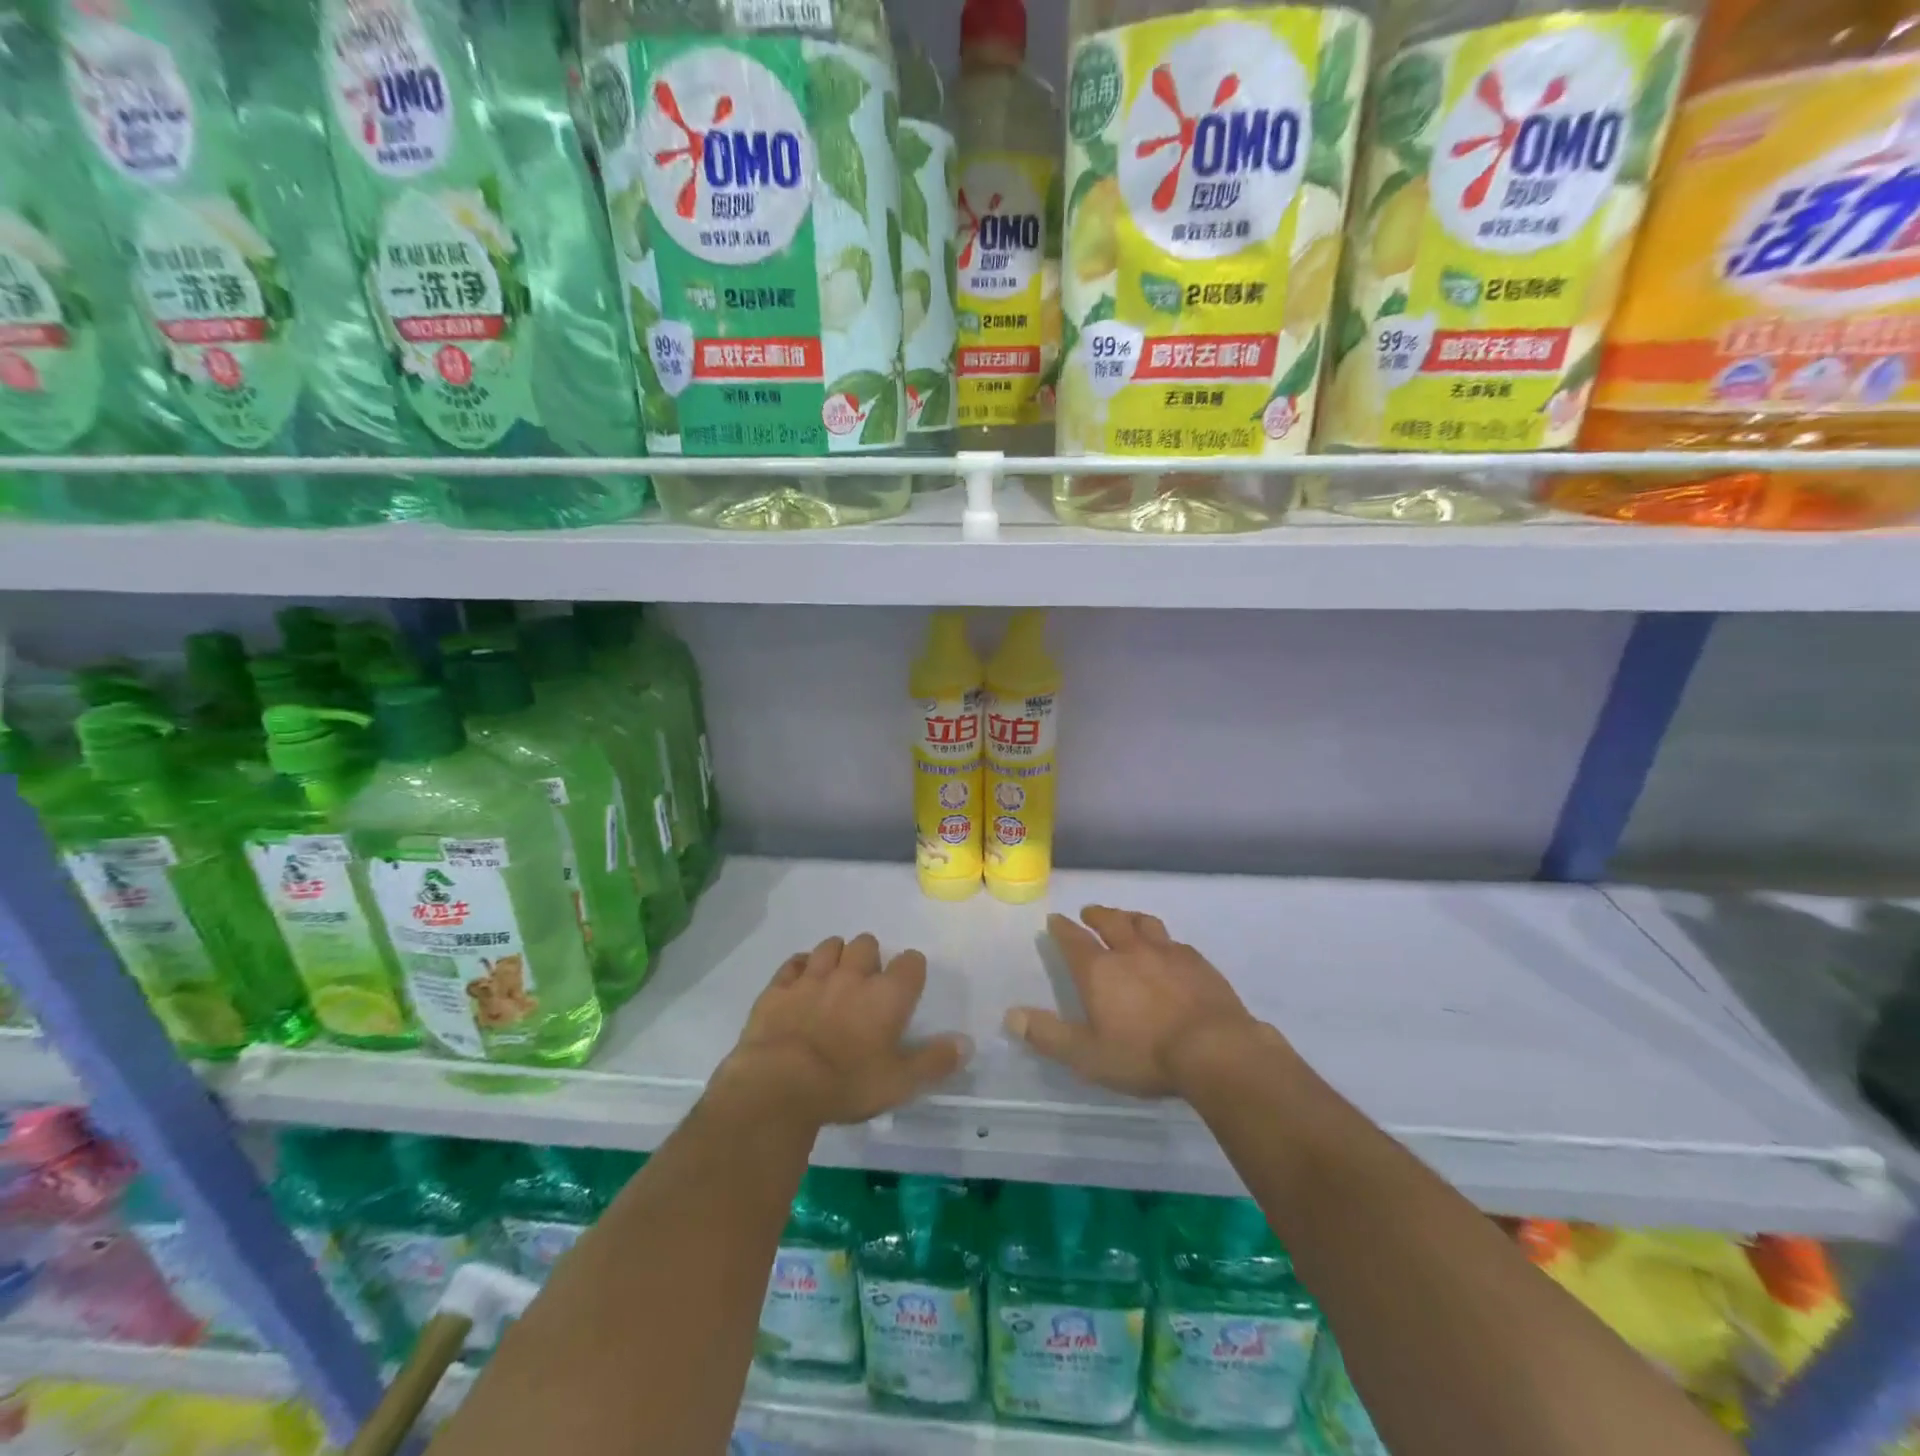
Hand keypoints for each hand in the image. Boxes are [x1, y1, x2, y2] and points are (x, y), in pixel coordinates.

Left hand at [724, 933, 972, 1126]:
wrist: (778, 1085)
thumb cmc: (846, 1084)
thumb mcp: (900, 1083)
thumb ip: (935, 1061)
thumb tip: (967, 1043)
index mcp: (887, 994)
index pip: (911, 962)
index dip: (911, 971)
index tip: (907, 988)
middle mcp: (852, 975)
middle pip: (867, 944)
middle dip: (870, 958)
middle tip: (866, 986)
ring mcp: (813, 977)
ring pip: (830, 946)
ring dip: (836, 956)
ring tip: (835, 980)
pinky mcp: (779, 987)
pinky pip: (794, 963)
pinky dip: (800, 968)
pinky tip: (801, 983)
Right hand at [1004, 906, 1271, 1098]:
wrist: (1215, 1049)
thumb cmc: (1144, 1054)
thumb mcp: (1087, 1055)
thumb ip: (1048, 1035)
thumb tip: (1010, 1015)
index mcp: (1100, 970)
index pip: (1073, 940)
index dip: (1062, 929)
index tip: (1055, 920)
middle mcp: (1131, 951)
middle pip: (1110, 921)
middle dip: (1096, 915)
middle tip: (1089, 913)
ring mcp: (1167, 952)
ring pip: (1144, 923)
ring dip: (1130, 918)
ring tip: (1126, 919)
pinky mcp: (1198, 962)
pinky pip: (1175, 942)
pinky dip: (1164, 941)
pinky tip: (1169, 949)